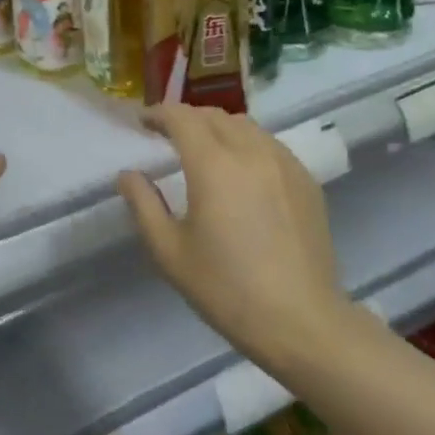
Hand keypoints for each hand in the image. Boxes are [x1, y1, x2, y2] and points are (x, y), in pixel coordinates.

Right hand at [117, 105, 342, 359]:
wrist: (300, 320)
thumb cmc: (226, 288)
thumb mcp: (169, 252)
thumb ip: (144, 205)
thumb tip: (128, 175)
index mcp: (214, 165)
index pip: (182, 118)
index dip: (159, 114)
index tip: (144, 122)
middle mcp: (251, 152)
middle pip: (215, 116)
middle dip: (188, 118)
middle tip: (169, 136)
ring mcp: (285, 163)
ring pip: (247, 126)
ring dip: (219, 128)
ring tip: (206, 149)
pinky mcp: (306, 181)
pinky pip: (271, 146)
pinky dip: (248, 144)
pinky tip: (243, 172)